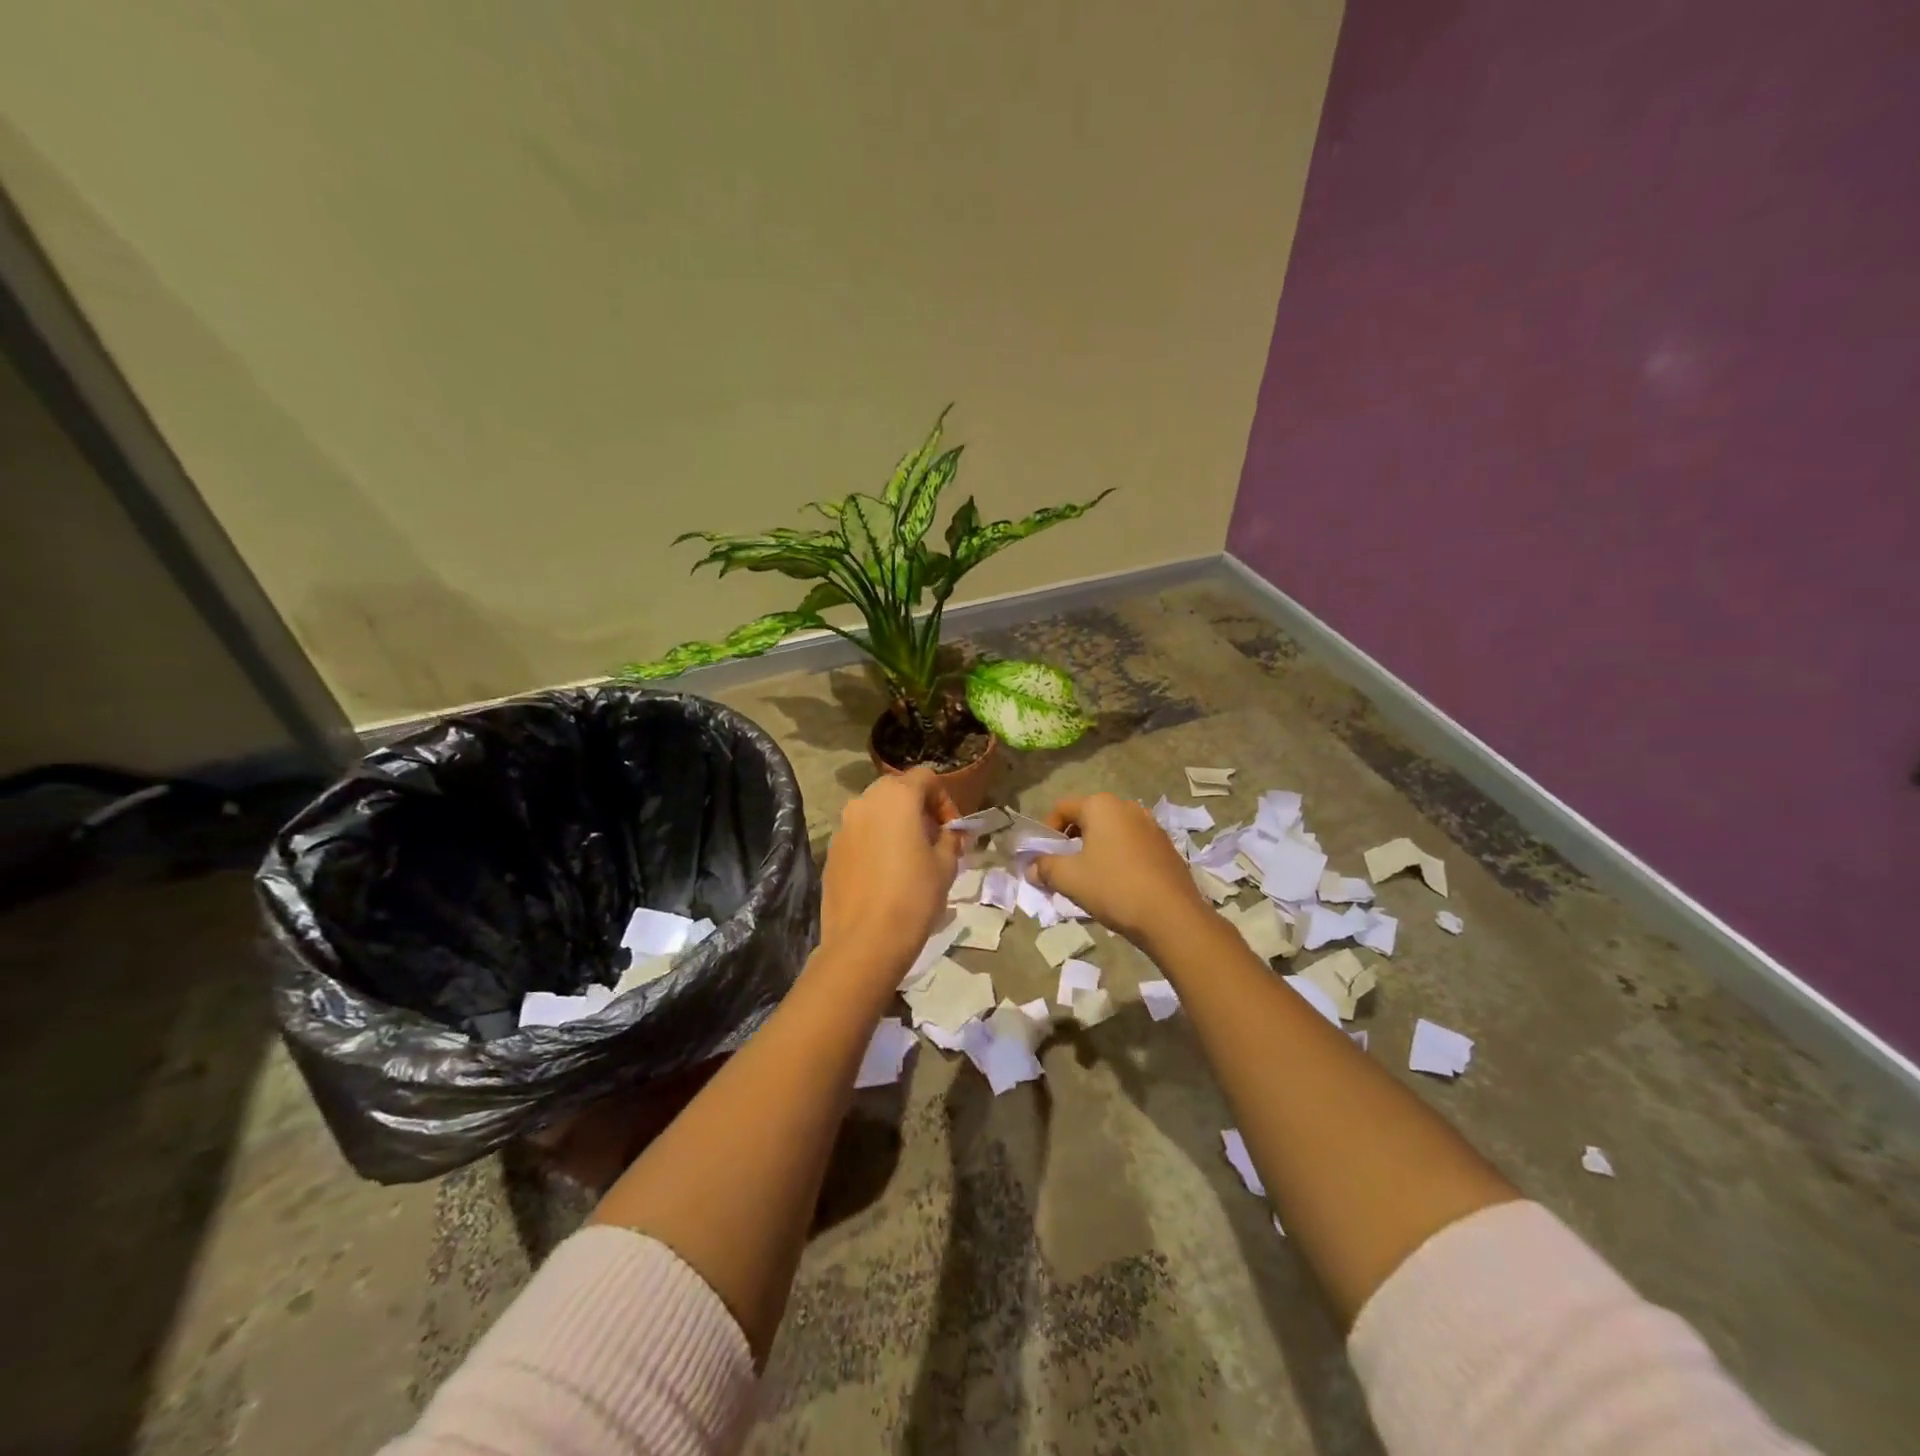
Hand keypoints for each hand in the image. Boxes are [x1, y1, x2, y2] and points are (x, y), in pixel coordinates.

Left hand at [819, 767, 962, 975]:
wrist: (865, 941)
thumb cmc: (913, 896)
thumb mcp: (946, 865)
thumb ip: (951, 838)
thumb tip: (951, 833)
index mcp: (896, 797)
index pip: (925, 777)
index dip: (944, 799)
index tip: (952, 829)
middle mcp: (864, 802)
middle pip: (897, 790)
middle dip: (918, 809)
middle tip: (933, 840)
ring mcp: (843, 826)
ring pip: (875, 812)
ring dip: (895, 825)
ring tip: (911, 857)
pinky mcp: (831, 851)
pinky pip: (859, 835)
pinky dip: (875, 843)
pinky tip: (885, 875)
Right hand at [1029, 793, 1208, 947]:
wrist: (1172, 917)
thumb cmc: (1113, 887)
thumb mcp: (1069, 878)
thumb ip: (1044, 867)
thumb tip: (1031, 868)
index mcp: (1102, 806)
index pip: (1062, 808)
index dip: (1046, 831)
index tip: (1043, 857)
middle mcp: (1128, 807)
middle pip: (1088, 818)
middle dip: (1071, 842)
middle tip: (1063, 869)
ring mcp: (1151, 826)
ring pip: (1111, 833)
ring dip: (1095, 851)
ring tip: (1089, 880)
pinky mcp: (1166, 847)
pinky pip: (1132, 846)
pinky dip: (1118, 859)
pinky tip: (1117, 886)